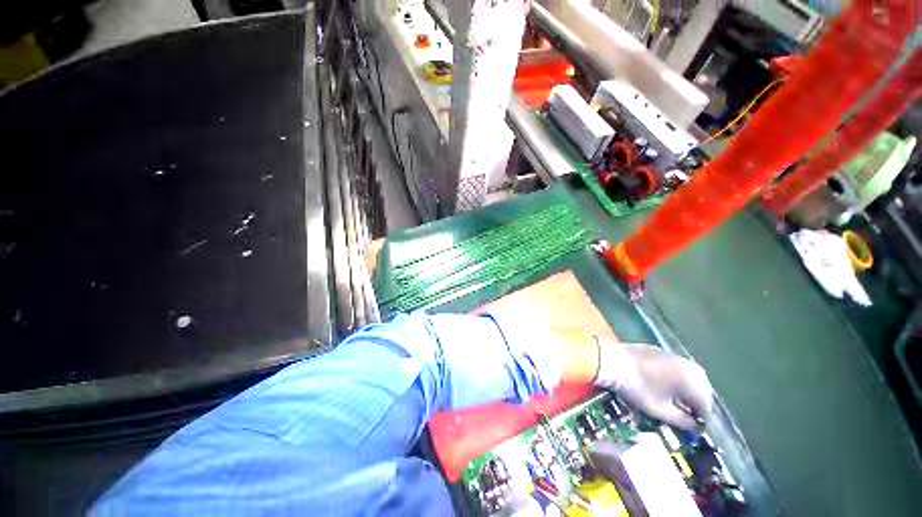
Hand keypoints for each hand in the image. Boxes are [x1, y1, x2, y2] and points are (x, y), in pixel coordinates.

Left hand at [595, 339, 712, 430]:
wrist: (612, 360)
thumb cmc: (636, 387)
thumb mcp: (659, 409)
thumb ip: (681, 420)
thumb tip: (694, 425)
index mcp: (692, 381)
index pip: (706, 405)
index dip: (703, 420)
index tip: (698, 430)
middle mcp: (688, 365)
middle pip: (703, 389)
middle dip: (699, 403)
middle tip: (691, 416)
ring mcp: (674, 355)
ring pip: (692, 376)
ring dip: (690, 390)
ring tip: (681, 402)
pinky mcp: (660, 351)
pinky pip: (678, 367)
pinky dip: (679, 378)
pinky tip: (669, 385)